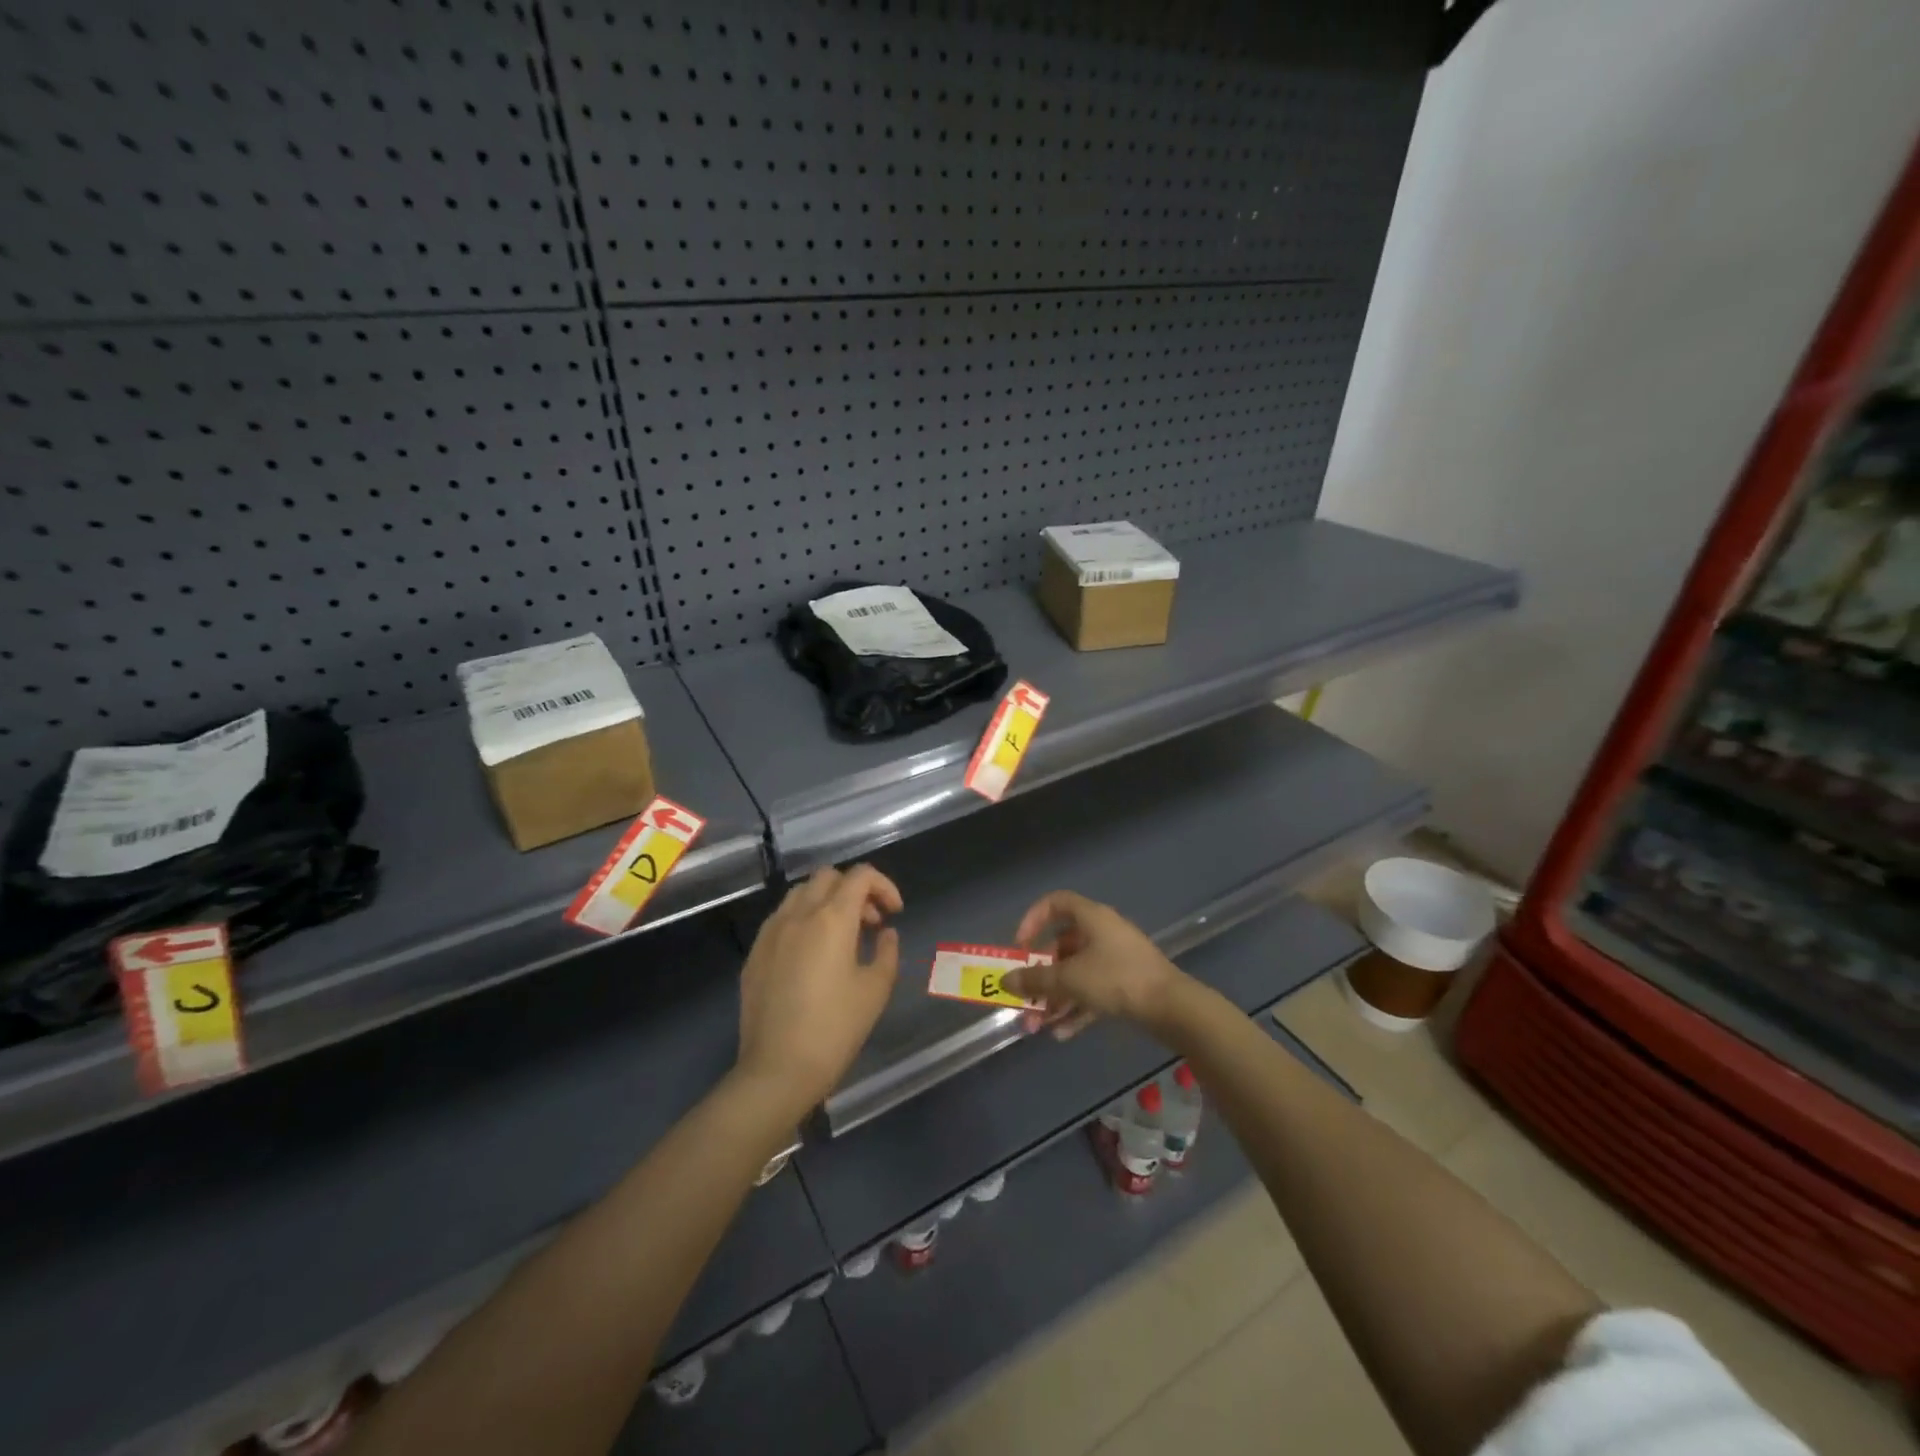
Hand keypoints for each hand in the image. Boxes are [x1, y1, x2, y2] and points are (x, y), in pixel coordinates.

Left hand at [734, 864, 902, 1117]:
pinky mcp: (755, 953)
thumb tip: (886, 934)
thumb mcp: (876, 990)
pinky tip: (812, 956)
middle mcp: (798, 914)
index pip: (860, 875)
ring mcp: (771, 932)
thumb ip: (887, 952)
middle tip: (870, 923)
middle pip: (828, 877)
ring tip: (842, 936)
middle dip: (854, 890)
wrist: (777, 1070)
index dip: (884, 886)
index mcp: (831, 918)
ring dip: (826, 901)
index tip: (894, 913)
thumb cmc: (835, 1029)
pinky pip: (782, 919)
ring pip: (801, 893)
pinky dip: (803, 920)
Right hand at [1002, 891, 1186, 1039]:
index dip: (1033, 919)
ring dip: (1055, 998)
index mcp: (1091, 918)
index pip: (1056, 903)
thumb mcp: (1070, 979)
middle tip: (1024, 998)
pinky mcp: (1126, 984)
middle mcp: (1102, 933)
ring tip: (1038, 1026)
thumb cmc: (1116, 979)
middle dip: (1040, 975)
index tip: (1020, 946)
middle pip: (1062, 947)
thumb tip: (1005, 981)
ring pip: (1076, 974)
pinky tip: (1061, 1034)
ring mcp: (1116, 959)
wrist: (1172, 1007)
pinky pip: (1093, 992)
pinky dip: (1076, 1009)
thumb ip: (1035, 980)